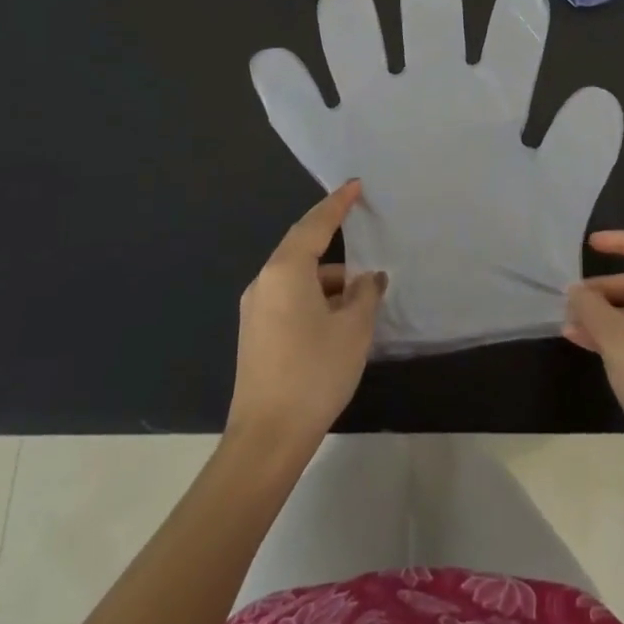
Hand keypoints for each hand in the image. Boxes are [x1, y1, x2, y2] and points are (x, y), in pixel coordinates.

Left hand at [228, 181, 386, 452]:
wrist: (267, 437)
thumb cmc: (314, 373)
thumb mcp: (353, 329)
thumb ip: (365, 294)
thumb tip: (368, 279)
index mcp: (285, 271)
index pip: (315, 224)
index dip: (337, 203)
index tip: (354, 185)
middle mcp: (264, 282)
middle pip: (302, 248)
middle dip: (332, 239)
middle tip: (360, 228)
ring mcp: (255, 309)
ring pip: (297, 277)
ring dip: (328, 278)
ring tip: (361, 292)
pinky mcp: (255, 334)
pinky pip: (289, 298)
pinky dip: (315, 297)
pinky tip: (338, 318)